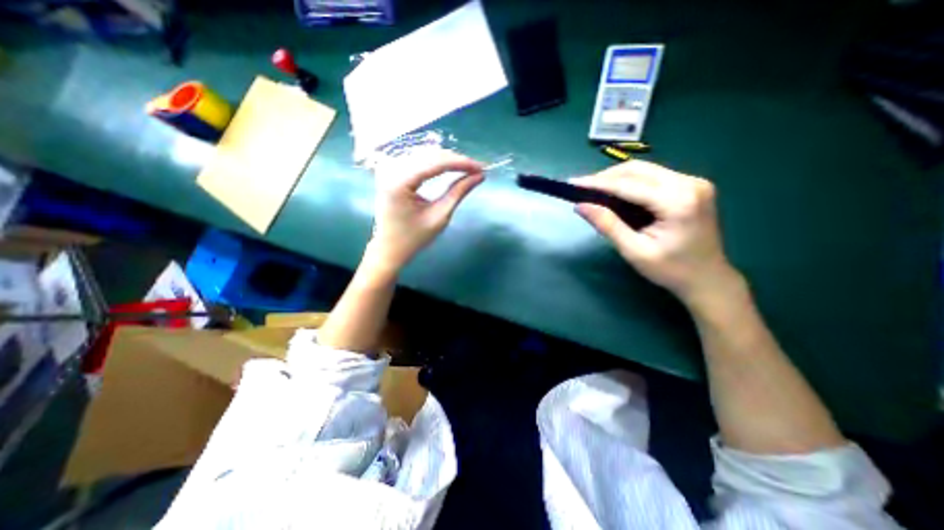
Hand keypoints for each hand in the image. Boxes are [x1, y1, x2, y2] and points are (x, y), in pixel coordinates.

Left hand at [371, 152, 485, 270]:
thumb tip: (479, 176)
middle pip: (430, 155)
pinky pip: (418, 159)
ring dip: (448, 160)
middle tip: (477, 169)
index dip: (460, 162)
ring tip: (467, 168)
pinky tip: (450, 167)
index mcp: (398, 182)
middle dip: (456, 160)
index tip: (481, 167)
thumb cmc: (414, 238)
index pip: (435, 162)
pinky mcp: (391, 170)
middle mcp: (391, 169)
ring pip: (425, 154)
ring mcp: (389, 168)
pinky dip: (436, 162)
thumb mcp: (439, 217)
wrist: (389, 247)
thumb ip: (458, 193)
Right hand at [572, 159, 741, 304]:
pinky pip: (653, 176)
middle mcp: (689, 183)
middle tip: (581, 188)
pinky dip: (630, 182)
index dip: (597, 183)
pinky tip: (616, 193)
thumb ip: (608, 225)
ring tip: (594, 190)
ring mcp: (693, 182)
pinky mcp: (691, 186)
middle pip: (637, 170)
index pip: (628, 184)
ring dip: (616, 178)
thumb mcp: (634, 251)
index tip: (572, 183)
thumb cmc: (671, 270)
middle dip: (605, 177)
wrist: (708, 278)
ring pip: (645, 170)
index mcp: (678, 201)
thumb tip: (580, 205)